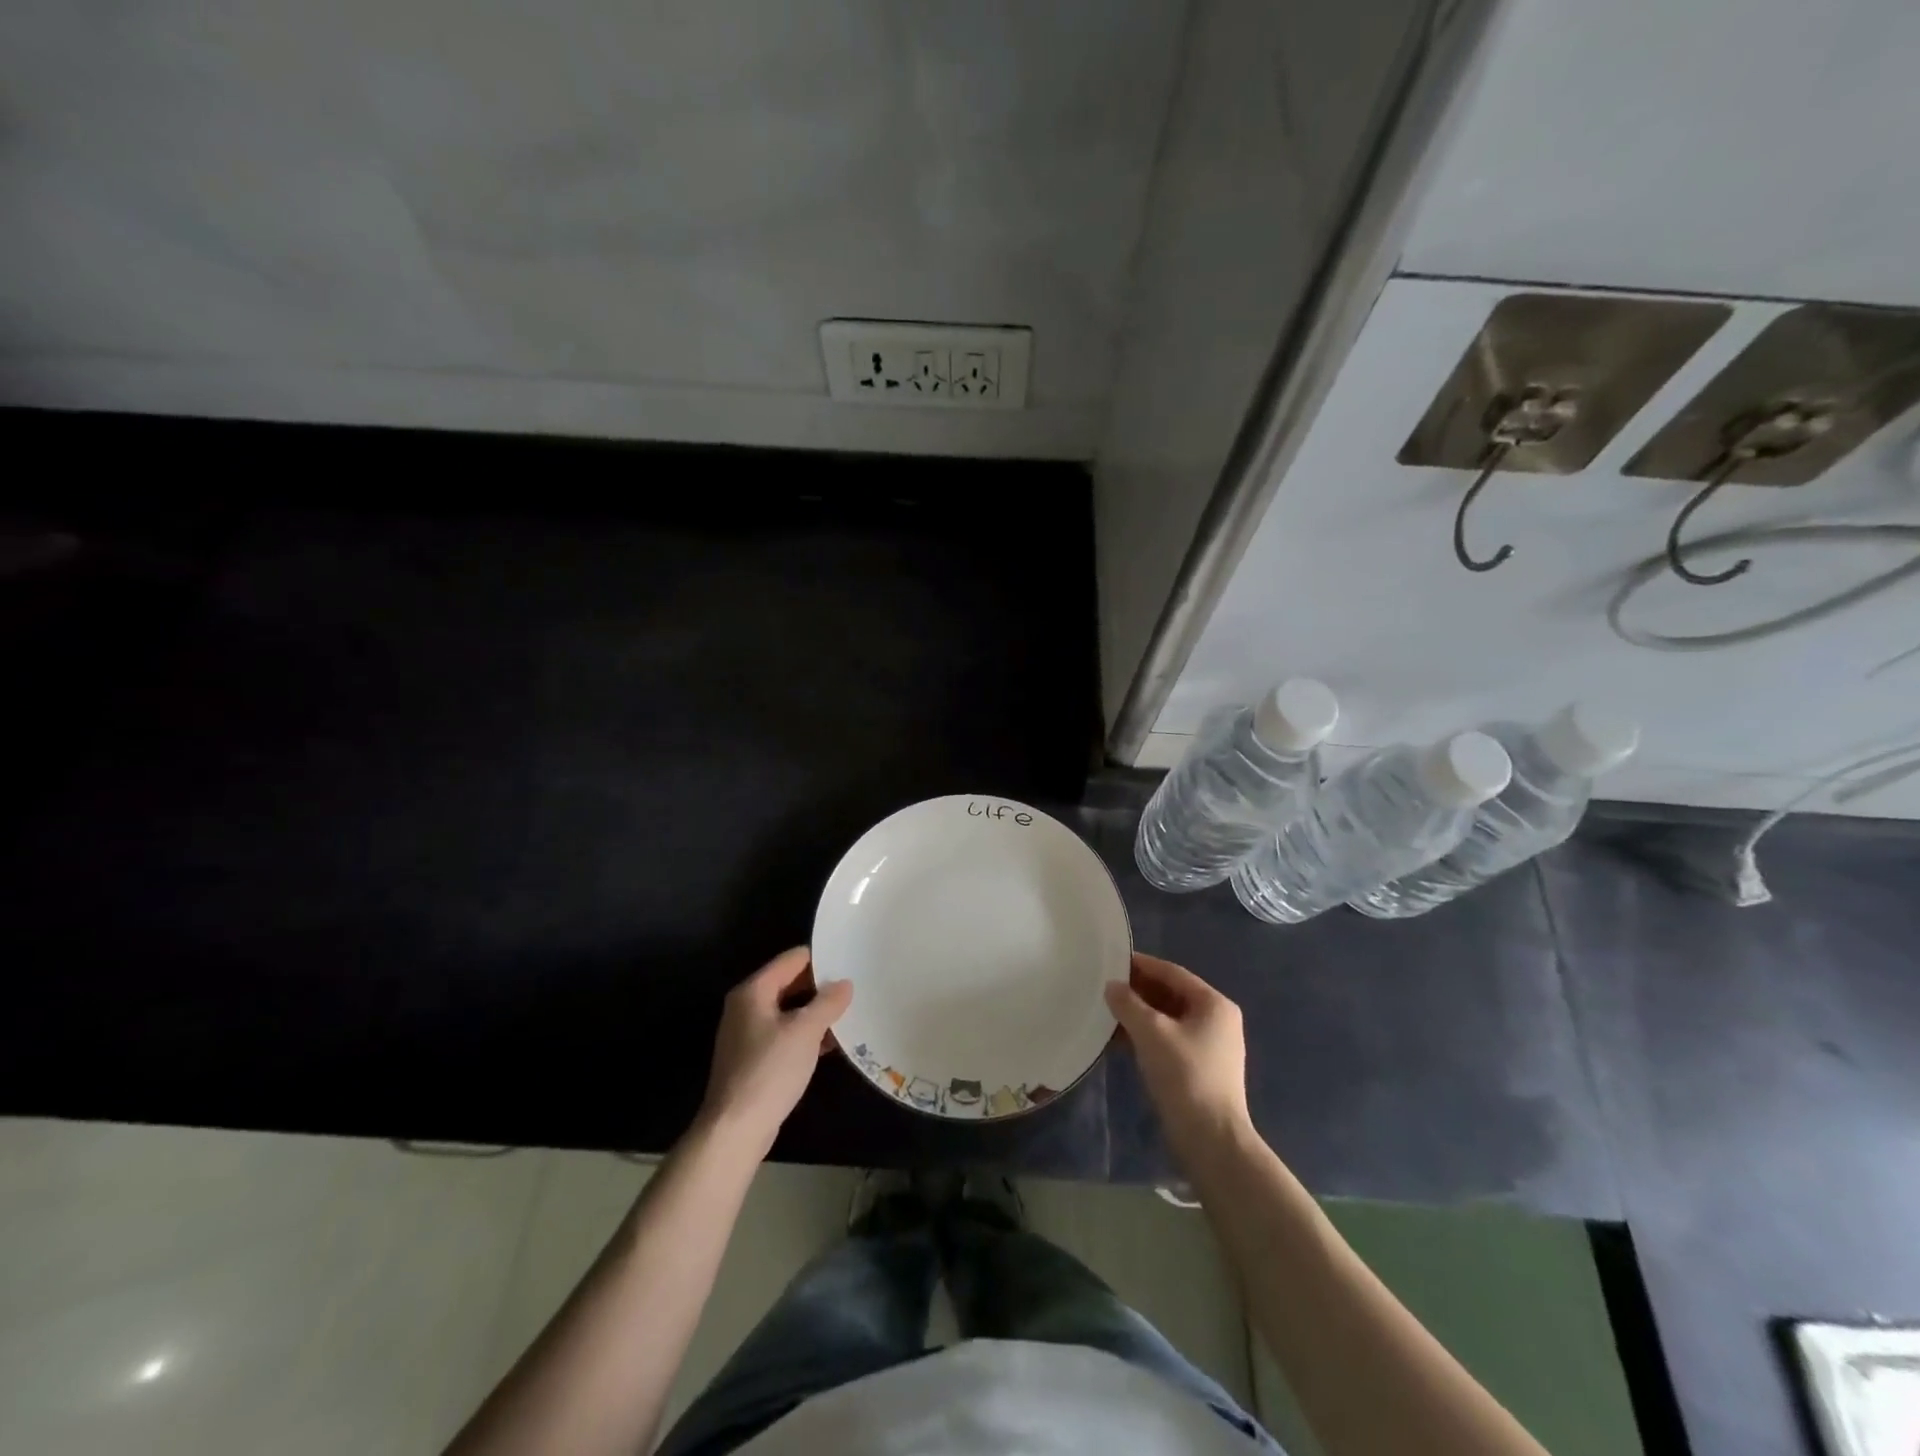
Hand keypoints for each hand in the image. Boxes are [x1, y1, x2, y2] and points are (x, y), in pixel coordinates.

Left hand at [699, 947, 852, 1157]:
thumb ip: (828, 1003)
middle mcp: (747, 1006)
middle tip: (854, 990)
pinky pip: (785, 1034)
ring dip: (816, 1013)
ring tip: (849, 1015)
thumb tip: (844, 984)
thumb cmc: (769, 1071)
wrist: (734, 1130)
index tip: (850, 965)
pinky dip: (805, 1035)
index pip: (793, 959)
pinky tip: (831, 1044)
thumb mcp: (805, 1032)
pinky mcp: (753, 1058)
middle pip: (790, 983)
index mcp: (754, 991)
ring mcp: (748, 1033)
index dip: (822, 960)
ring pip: (789, 1011)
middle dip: (821, 988)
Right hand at [1105, 952, 1252, 1166]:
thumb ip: (1128, 1004)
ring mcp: (1209, 1046)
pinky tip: (1119, 1042)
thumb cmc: (1185, 1075)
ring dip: (1138, 1016)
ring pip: (1167, 1019)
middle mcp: (1216, 1020)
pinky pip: (1168, 1040)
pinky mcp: (1199, 1069)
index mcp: (1213, 1004)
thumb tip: (1112, 986)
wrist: (1211, 1139)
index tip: (1111, 961)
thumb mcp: (1151, 1032)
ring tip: (1106, 1014)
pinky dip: (1145, 1037)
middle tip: (1104, 988)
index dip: (1141, 965)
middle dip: (1137, 992)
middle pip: (1170, 995)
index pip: (1172, 973)